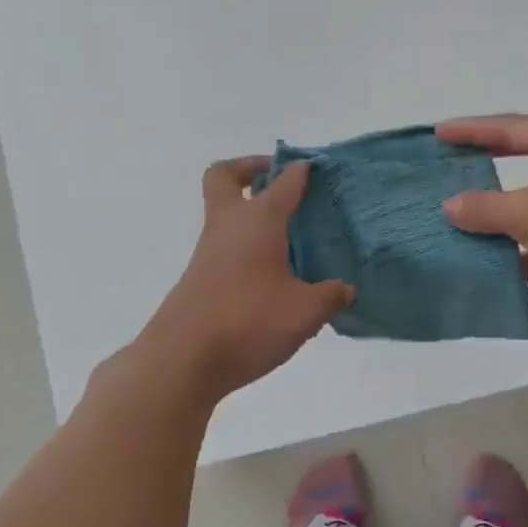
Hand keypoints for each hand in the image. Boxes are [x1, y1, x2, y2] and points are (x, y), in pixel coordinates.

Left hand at [135, 158, 353, 402]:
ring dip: (249, 214)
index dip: (299, 171)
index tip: (314, 167)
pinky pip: (224, 248)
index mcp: (258, 221)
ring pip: (224, 215)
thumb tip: (345, 289)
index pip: (283, 182)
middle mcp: (228, 226)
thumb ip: (329, 296)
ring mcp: (208, 253)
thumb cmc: (249, 321)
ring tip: (287, 238)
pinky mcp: (199, 279)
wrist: (183, 359)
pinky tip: (271, 278)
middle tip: (276, 182)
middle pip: (225, 177)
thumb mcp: (304, 312)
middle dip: (249, 170)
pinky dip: (245, 248)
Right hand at [437, 115, 527, 334]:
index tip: (439, 133)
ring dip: (500, 212)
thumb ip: (487, 208)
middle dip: (487, 164)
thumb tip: (449, 206)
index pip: (516, 127)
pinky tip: (491, 262)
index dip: (474, 130)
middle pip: (526, 157)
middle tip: (449, 164)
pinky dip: (521, 247)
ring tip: (459, 215)